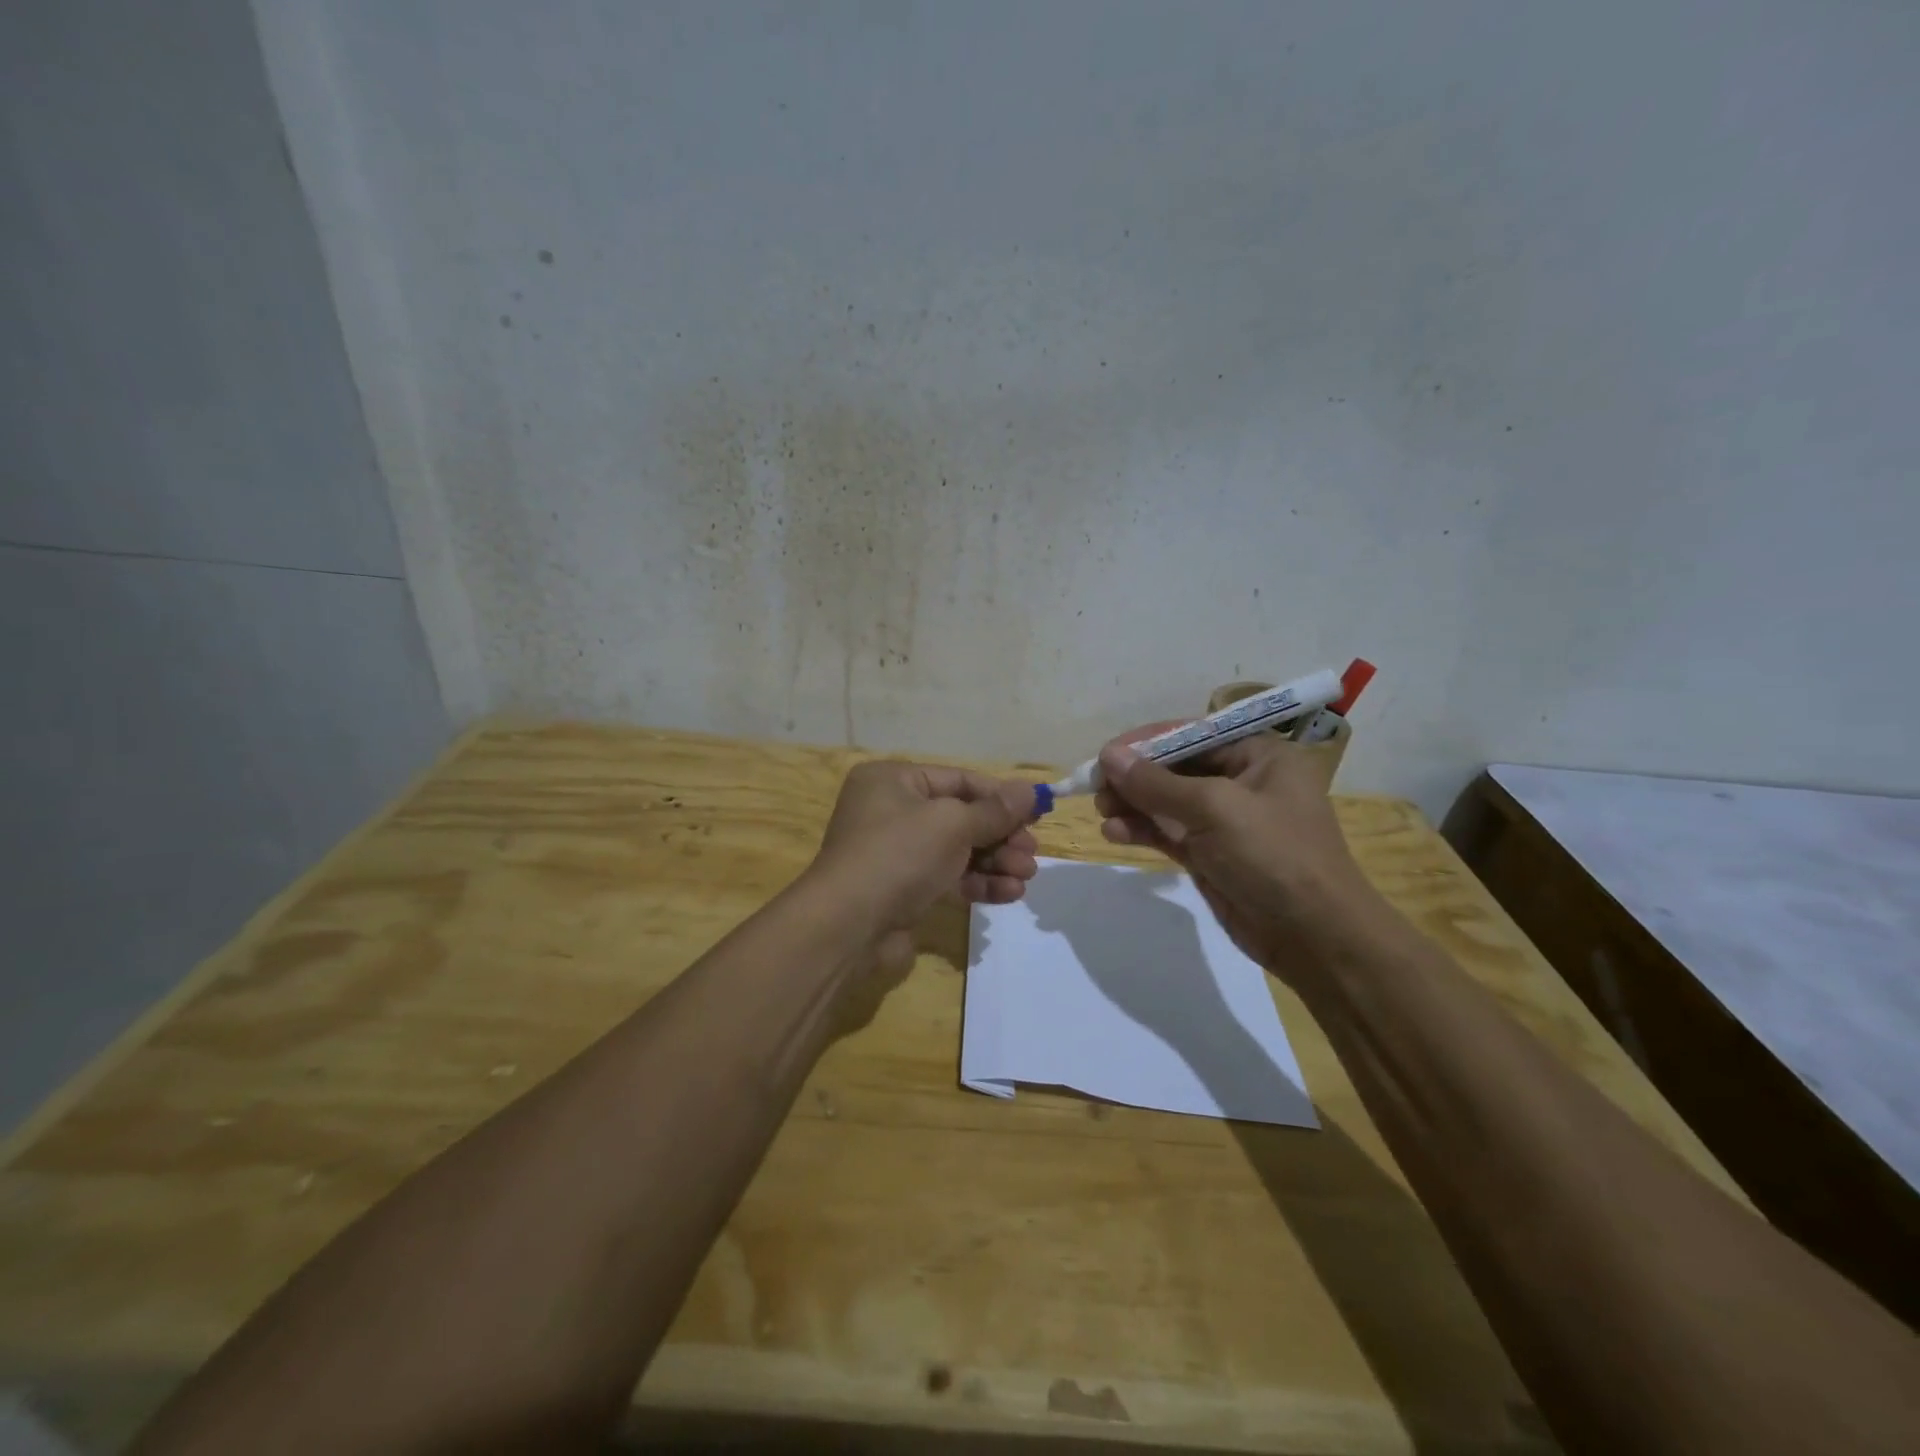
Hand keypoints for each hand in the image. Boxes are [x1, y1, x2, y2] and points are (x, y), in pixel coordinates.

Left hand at [807, 761, 1040, 965]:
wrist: (848, 927)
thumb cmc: (899, 855)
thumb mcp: (952, 824)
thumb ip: (995, 810)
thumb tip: (1030, 791)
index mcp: (894, 781)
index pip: (960, 780)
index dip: (1001, 797)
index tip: (1038, 813)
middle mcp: (893, 811)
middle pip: (961, 817)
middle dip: (1001, 836)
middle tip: (1032, 854)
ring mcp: (897, 852)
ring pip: (958, 851)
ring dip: (995, 862)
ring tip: (1026, 877)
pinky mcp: (904, 889)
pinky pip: (949, 878)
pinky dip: (978, 883)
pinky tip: (1008, 894)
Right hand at [1093, 726, 1378, 981]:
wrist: (1314, 937)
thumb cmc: (1273, 856)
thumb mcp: (1214, 810)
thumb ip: (1157, 783)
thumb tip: (1108, 756)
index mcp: (1259, 755)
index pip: (1193, 734)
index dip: (1147, 742)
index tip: (1106, 755)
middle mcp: (1242, 781)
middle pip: (1176, 767)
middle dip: (1136, 776)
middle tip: (1096, 788)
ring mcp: (1225, 821)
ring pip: (1167, 802)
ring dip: (1133, 804)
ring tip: (1101, 811)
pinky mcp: (1210, 854)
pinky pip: (1168, 832)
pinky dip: (1142, 830)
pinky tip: (1113, 833)